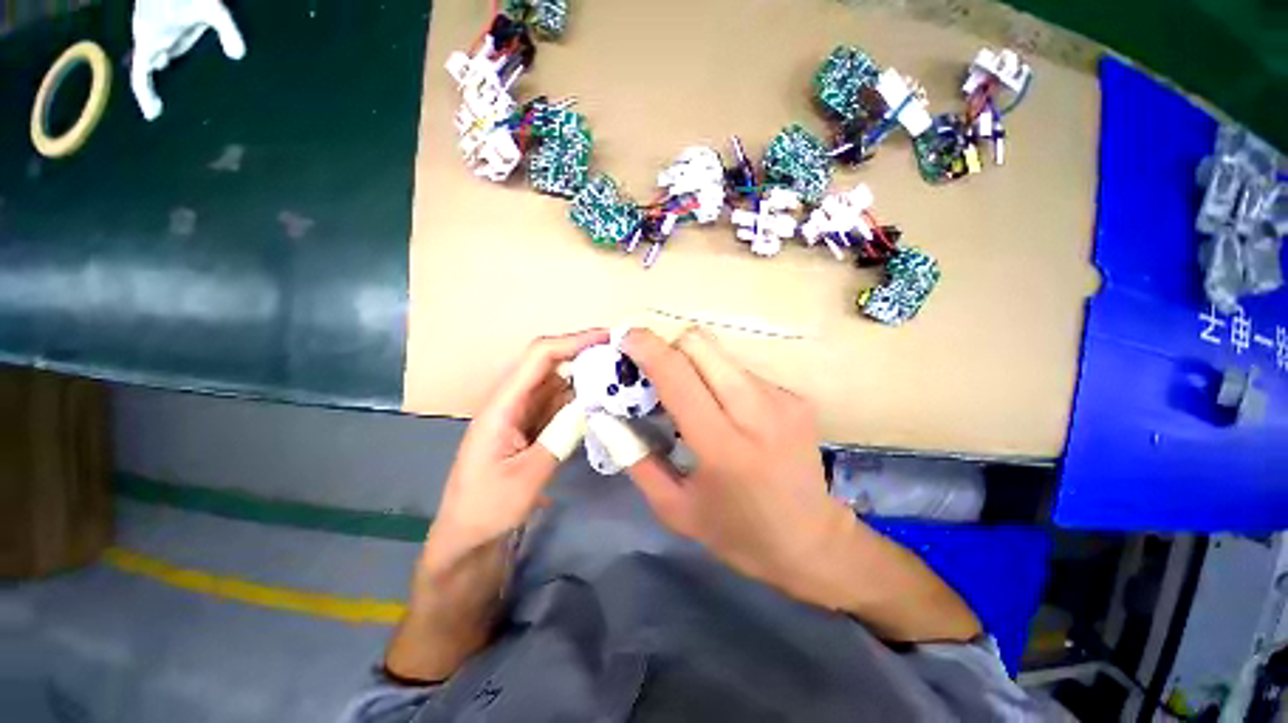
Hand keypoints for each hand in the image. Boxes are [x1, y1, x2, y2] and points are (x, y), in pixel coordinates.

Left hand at [426, 329, 608, 567]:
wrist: (467, 539)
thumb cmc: (486, 509)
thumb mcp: (526, 478)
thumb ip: (561, 438)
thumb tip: (594, 405)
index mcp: (502, 404)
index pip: (539, 356)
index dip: (574, 341)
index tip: (609, 339)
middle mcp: (513, 400)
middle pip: (550, 363)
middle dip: (586, 354)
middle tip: (624, 356)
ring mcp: (523, 412)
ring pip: (558, 382)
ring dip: (587, 375)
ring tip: (620, 374)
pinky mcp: (532, 426)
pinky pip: (560, 403)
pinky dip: (581, 397)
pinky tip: (603, 399)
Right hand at [622, 328, 980, 641]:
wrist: (813, 542)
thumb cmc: (737, 533)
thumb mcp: (673, 508)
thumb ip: (635, 458)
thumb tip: (607, 416)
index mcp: (722, 445)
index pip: (677, 374)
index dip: (647, 347)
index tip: (625, 339)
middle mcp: (756, 411)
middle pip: (700, 343)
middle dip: (669, 348)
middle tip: (656, 374)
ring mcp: (781, 399)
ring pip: (720, 353)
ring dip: (695, 365)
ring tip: (691, 396)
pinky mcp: (795, 396)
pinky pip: (741, 370)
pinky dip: (721, 379)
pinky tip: (725, 410)